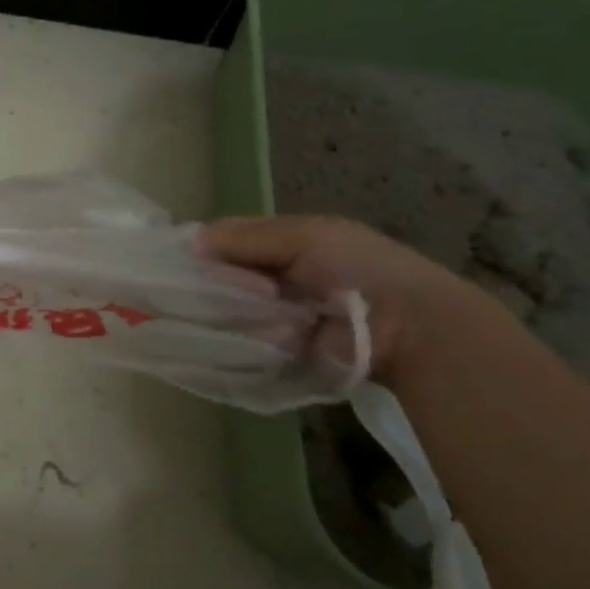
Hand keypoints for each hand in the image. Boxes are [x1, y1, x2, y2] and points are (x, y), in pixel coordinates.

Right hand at [195, 215, 491, 381]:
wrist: (409, 329)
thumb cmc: (358, 270)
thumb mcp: (304, 237)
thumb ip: (247, 237)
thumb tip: (192, 242)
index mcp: (293, 242)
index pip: (234, 239)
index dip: (208, 245)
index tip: (180, 258)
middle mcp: (285, 277)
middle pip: (231, 275)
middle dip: (214, 281)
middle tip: (190, 291)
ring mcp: (284, 316)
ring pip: (235, 310)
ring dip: (229, 312)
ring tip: (217, 315)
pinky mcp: (286, 352)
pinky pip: (249, 342)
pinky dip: (240, 339)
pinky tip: (227, 337)